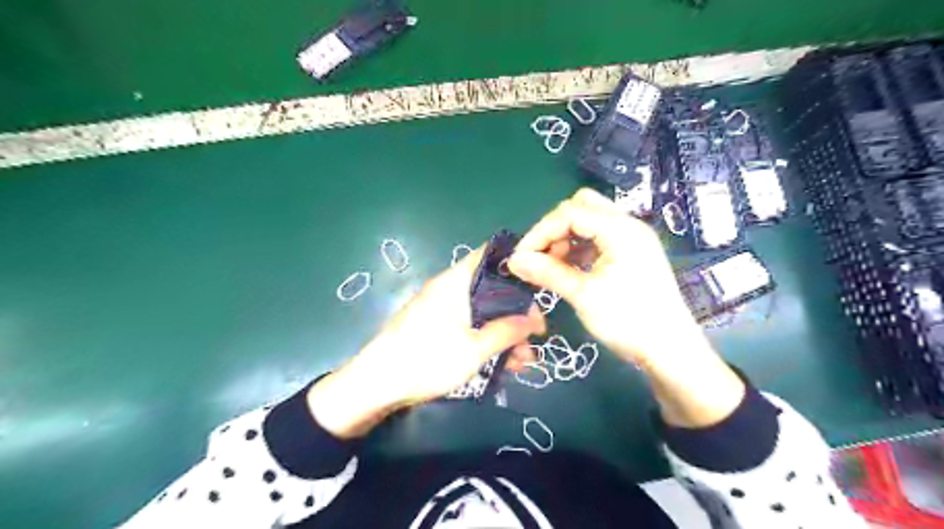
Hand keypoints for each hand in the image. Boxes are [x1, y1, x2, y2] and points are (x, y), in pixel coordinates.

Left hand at [310, 249, 545, 437]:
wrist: (376, 385)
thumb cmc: (427, 359)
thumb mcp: (474, 349)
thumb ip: (507, 331)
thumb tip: (534, 319)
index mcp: (456, 282)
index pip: (489, 255)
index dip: (516, 264)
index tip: (538, 285)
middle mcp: (449, 289)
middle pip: (491, 289)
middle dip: (516, 312)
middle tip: (536, 335)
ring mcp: (441, 309)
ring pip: (482, 312)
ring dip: (505, 333)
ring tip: (524, 361)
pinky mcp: (436, 328)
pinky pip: (469, 326)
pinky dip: (487, 340)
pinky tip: (504, 364)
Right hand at [510, 189, 744, 427]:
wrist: (671, 350)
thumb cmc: (629, 321)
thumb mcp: (584, 295)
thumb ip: (547, 272)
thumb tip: (513, 260)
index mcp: (620, 230)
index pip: (570, 213)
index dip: (540, 232)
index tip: (521, 257)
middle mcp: (628, 225)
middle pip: (582, 206)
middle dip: (555, 228)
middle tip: (542, 257)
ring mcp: (633, 239)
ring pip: (590, 220)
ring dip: (567, 237)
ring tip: (553, 266)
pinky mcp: (633, 253)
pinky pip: (600, 237)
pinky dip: (580, 247)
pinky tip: (571, 269)